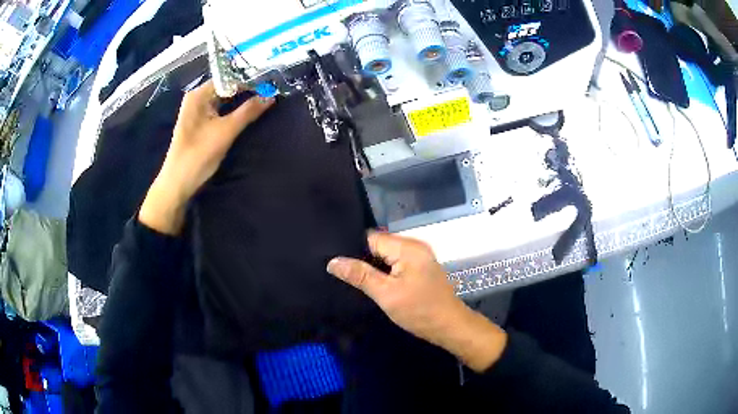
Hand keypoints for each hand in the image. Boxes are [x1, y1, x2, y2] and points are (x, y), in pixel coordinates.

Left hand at [139, 81, 273, 234]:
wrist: (178, 183)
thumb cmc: (199, 154)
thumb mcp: (226, 131)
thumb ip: (248, 111)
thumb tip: (271, 95)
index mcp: (199, 94)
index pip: (229, 78)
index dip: (250, 78)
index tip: (271, 80)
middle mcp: (197, 98)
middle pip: (226, 87)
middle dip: (248, 89)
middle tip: (272, 88)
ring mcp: (198, 112)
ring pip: (224, 100)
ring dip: (242, 100)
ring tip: (266, 97)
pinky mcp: (200, 124)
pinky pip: (220, 111)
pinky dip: (234, 111)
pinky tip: (249, 111)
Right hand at [328, 232, 507, 372]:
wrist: (450, 326)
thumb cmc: (419, 311)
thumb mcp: (386, 294)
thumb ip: (360, 275)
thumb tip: (332, 261)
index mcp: (408, 247)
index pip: (372, 238)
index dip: (353, 249)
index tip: (335, 260)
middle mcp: (415, 246)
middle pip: (379, 245)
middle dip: (362, 258)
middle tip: (341, 272)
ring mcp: (420, 257)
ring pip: (387, 255)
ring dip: (373, 266)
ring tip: (352, 277)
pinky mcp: (421, 268)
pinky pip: (396, 263)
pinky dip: (385, 271)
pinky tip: (373, 282)